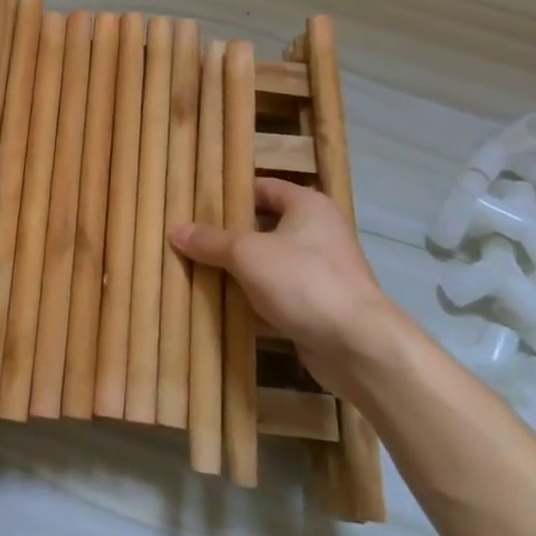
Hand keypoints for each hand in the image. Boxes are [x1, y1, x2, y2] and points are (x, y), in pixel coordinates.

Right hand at [172, 179, 406, 389]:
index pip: (263, 187)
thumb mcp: (246, 254)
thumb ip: (210, 241)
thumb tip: (175, 230)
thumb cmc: (303, 281)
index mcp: (308, 206)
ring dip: (238, 271)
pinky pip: (277, 296)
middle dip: (228, 236)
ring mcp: (320, 273)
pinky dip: (253, 301)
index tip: (197, 203)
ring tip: (197, 270)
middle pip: (263, 227)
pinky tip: (221, 306)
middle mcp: (318, 233)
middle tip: (190, 238)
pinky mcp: (318, 308)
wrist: (359, 347)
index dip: (230, 193)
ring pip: (268, 264)